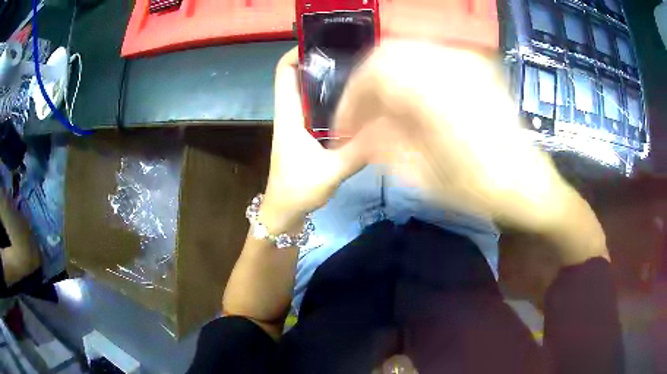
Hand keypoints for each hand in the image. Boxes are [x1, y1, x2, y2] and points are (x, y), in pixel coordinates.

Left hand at [261, 48, 366, 232]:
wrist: (284, 214)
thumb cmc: (297, 190)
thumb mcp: (331, 170)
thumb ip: (359, 149)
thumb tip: (388, 128)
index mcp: (288, 114)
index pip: (283, 71)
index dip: (297, 52)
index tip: (324, 44)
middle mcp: (292, 113)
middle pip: (301, 76)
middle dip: (323, 63)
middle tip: (354, 58)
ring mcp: (299, 124)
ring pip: (312, 93)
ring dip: (330, 82)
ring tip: (360, 75)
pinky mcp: (308, 136)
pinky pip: (320, 110)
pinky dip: (336, 102)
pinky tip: (358, 105)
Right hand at [333, 41, 576, 232]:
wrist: (530, 186)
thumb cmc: (482, 190)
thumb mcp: (425, 176)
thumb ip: (382, 146)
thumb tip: (356, 133)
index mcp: (437, 91)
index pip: (374, 73)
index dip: (350, 99)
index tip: (343, 128)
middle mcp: (451, 64)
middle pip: (387, 55)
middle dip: (366, 87)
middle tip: (360, 119)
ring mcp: (466, 62)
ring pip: (407, 54)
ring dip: (387, 82)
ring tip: (382, 114)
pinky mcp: (475, 68)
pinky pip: (429, 60)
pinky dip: (409, 79)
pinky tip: (409, 105)